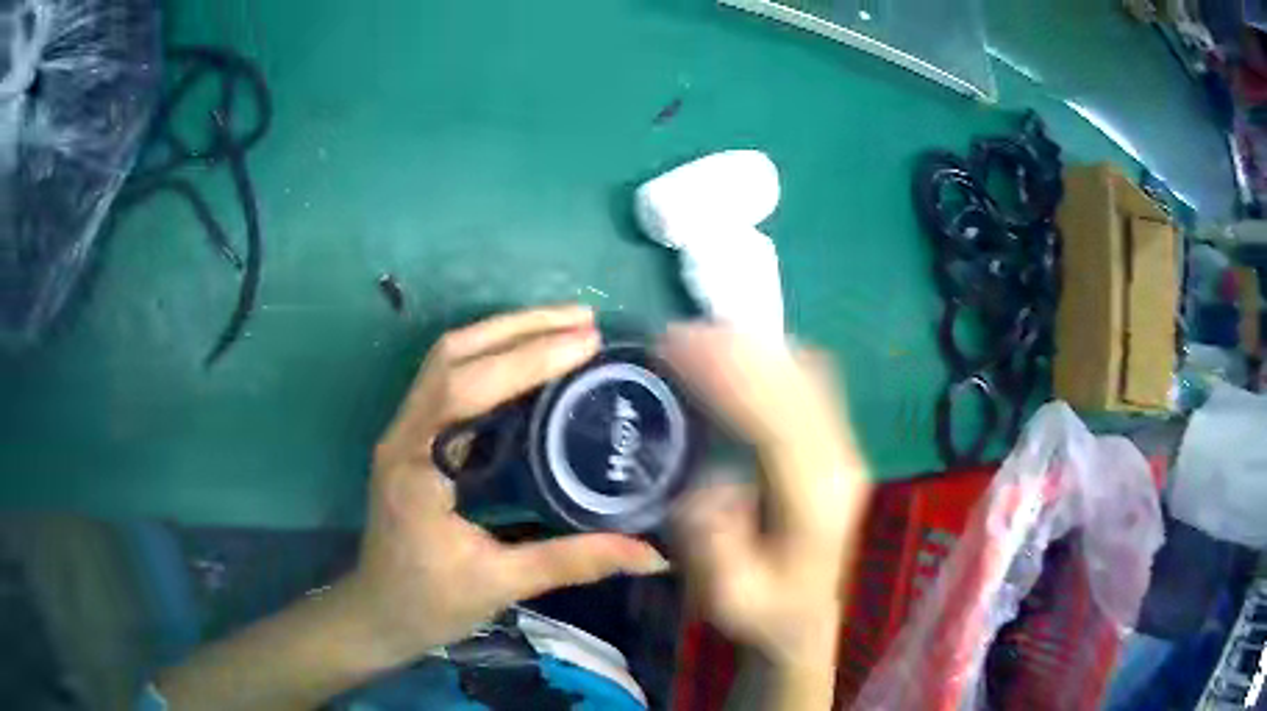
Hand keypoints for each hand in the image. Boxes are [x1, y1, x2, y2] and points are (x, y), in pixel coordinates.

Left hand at [345, 305, 668, 666]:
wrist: (378, 613)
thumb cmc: (429, 603)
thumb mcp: (500, 584)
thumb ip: (574, 562)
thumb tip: (652, 555)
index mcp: (415, 464)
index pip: (465, 389)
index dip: (526, 359)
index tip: (586, 343)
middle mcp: (403, 433)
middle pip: (452, 354)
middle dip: (519, 328)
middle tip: (584, 320)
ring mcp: (404, 431)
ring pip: (448, 359)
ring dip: (505, 333)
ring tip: (564, 325)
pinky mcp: (414, 437)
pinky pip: (450, 378)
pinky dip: (493, 357)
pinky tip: (531, 360)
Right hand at [663, 326, 869, 666]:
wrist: (812, 618)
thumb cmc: (766, 610)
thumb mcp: (729, 595)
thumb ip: (715, 542)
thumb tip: (708, 482)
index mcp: (813, 499)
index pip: (775, 418)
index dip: (727, 374)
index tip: (676, 347)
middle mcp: (840, 462)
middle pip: (796, 384)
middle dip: (735, 349)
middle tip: (677, 334)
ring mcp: (846, 449)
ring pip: (808, 376)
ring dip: (754, 348)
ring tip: (701, 335)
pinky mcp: (840, 445)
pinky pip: (813, 383)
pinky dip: (774, 359)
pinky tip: (742, 354)